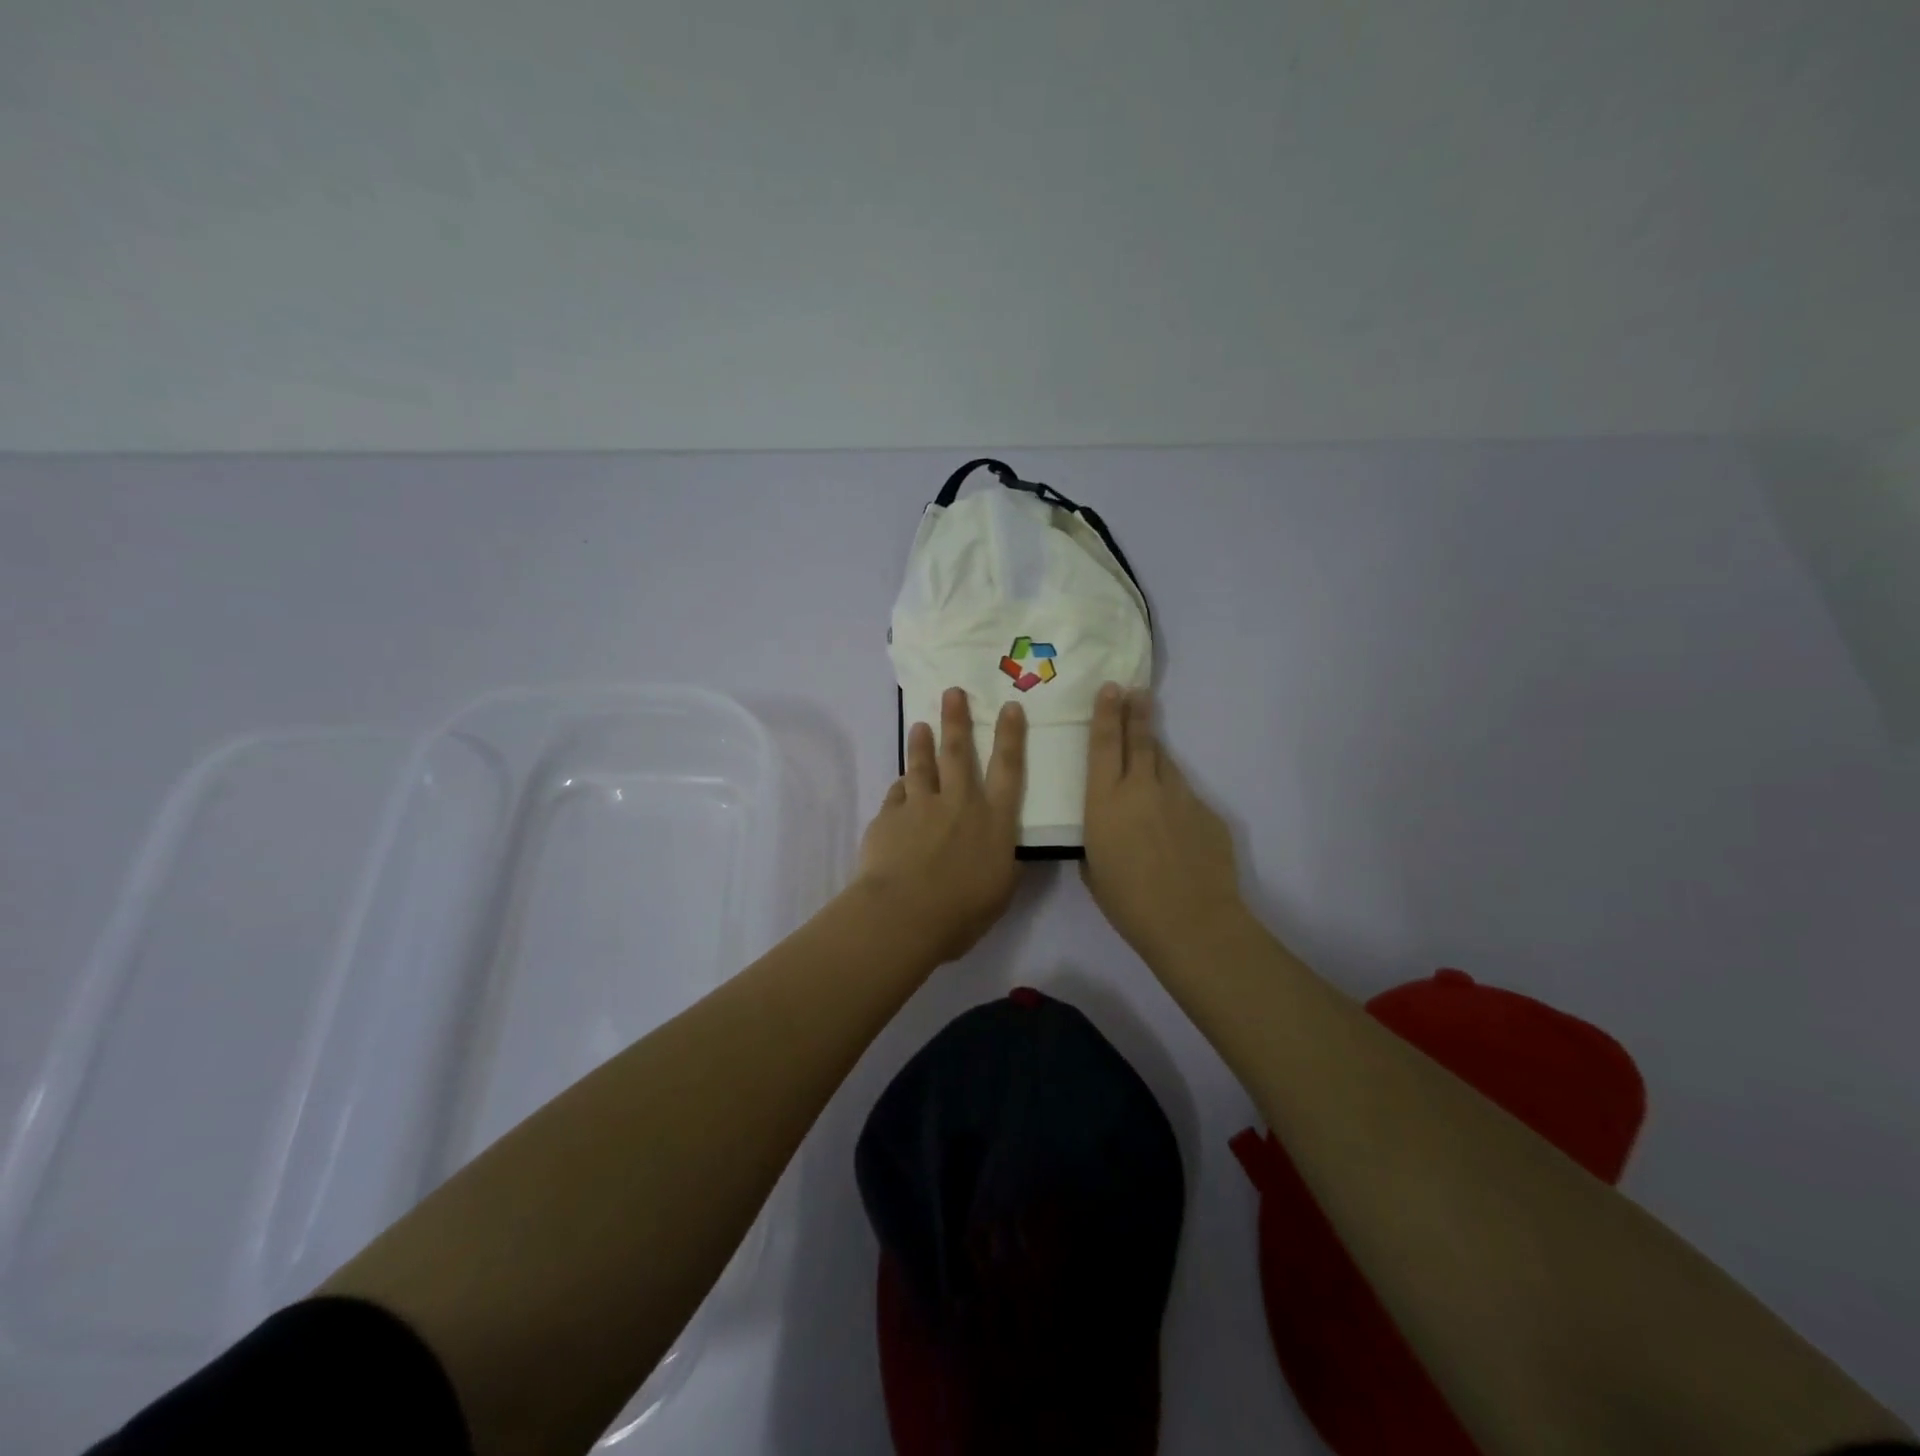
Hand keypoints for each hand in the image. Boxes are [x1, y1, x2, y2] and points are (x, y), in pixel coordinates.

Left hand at [854, 686, 1026, 962]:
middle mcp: (960, 804)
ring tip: (919, 725)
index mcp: (993, 821)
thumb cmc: (962, 911)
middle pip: (959, 753)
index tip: (1009, 707)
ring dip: (921, 743)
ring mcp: (921, 806)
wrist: (904, 915)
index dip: (1010, 737)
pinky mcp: (889, 816)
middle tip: (952, 692)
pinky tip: (899, 784)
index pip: (1008, 770)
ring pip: (921, 765)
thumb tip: (1006, 852)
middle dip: (957, 720)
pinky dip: (900, 788)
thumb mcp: (1000, 891)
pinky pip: (896, 795)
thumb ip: (1003, 864)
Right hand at [1082, 683, 1242, 964]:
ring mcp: (1180, 796)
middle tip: (1137, 691)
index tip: (1111, 688)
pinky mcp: (1208, 812)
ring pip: (1166, 764)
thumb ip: (1098, 836)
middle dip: (1136, 712)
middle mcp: (1142, 788)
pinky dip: (1176, 800)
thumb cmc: (1128, 902)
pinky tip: (1175, 825)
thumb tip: (1109, 824)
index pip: (1103, 745)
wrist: (1192, 921)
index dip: (1105, 713)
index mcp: (1105, 801)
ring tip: (1150, 754)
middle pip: (1140, 740)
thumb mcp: (1094, 867)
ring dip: (1156, 756)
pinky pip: (1186, 797)